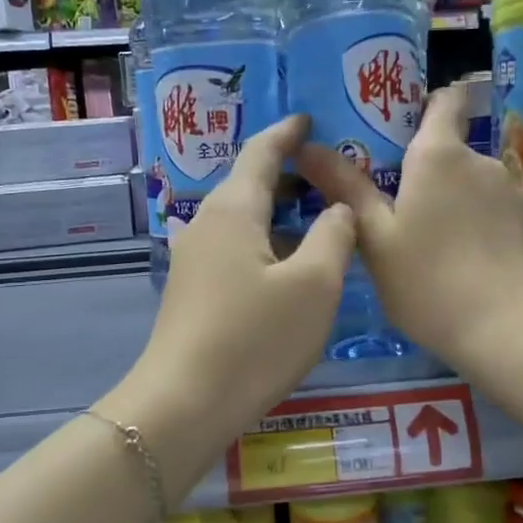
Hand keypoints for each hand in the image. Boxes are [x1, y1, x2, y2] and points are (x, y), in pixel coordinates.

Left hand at [99, 115, 355, 494]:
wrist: (184, 404)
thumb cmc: (255, 339)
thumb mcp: (314, 286)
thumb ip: (334, 236)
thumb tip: (338, 209)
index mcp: (234, 209)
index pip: (261, 152)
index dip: (288, 133)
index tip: (309, 118)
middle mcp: (206, 224)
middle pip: (249, 184)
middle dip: (289, 174)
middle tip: (330, 173)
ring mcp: (194, 260)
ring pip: (243, 220)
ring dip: (279, 213)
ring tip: (319, 217)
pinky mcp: (193, 292)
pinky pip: (235, 249)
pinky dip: (266, 243)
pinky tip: (289, 265)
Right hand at [298, 84, 522, 375]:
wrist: (505, 328)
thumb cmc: (428, 281)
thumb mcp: (375, 238)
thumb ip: (345, 188)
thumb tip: (307, 146)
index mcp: (439, 155)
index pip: (444, 101)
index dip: (424, 104)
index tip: (397, 127)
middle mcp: (479, 160)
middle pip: (450, 148)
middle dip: (424, 168)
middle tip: (394, 208)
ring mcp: (510, 190)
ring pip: (470, 181)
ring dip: (450, 198)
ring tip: (427, 241)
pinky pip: (490, 208)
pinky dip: (473, 221)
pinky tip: (460, 258)